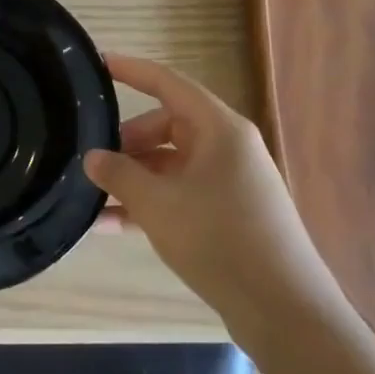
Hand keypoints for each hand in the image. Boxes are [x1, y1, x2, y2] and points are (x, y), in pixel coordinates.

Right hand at [84, 54, 345, 329]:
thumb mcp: (157, 204)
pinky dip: (148, 204)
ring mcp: (229, 183)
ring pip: (169, 165)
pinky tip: (111, 225)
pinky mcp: (228, 215)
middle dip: (126, 141)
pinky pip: (179, 195)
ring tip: (91, 197)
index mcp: (219, 129)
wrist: (283, 310)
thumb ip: (119, 174)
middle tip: (91, 159)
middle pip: (166, 127)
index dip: (132, 71)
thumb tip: (92, 157)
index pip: (168, 84)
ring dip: (132, 178)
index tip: (98, 62)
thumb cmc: (219, 240)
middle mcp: (227, 148)